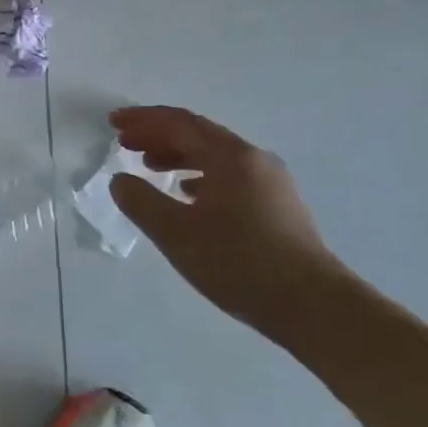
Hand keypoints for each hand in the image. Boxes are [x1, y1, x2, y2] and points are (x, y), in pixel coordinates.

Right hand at [108, 107, 348, 330]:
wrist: (313, 306)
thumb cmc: (239, 262)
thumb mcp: (176, 233)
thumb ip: (141, 201)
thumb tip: (120, 180)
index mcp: (230, 156)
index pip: (178, 123)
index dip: (142, 120)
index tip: (113, 122)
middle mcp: (253, 159)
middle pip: (197, 134)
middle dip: (158, 135)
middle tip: (125, 143)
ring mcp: (270, 182)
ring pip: (215, 156)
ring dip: (178, 155)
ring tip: (149, 166)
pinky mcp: (278, 206)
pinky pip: (230, 176)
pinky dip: (200, 176)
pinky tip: (187, 194)